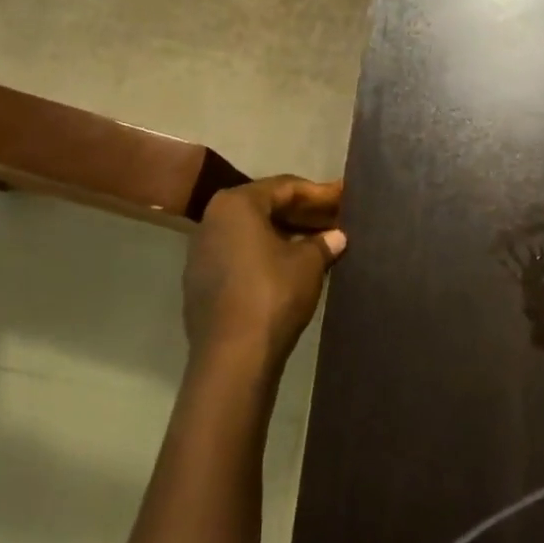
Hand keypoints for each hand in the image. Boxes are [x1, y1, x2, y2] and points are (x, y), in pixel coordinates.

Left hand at [182, 176, 346, 373]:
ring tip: (316, 242)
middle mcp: (212, 220)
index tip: (343, 197)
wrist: (233, 355)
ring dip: (283, 234)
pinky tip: (289, 266)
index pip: (284, 187)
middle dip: (301, 213)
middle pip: (264, 207)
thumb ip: (323, 242)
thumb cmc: (273, 293)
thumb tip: (337, 236)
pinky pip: (238, 256)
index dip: (318, 193)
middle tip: (333, 218)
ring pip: (250, 233)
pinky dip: (264, 255)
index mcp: (236, 204)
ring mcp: (201, 252)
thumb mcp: (309, 263)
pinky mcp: (199, 282)